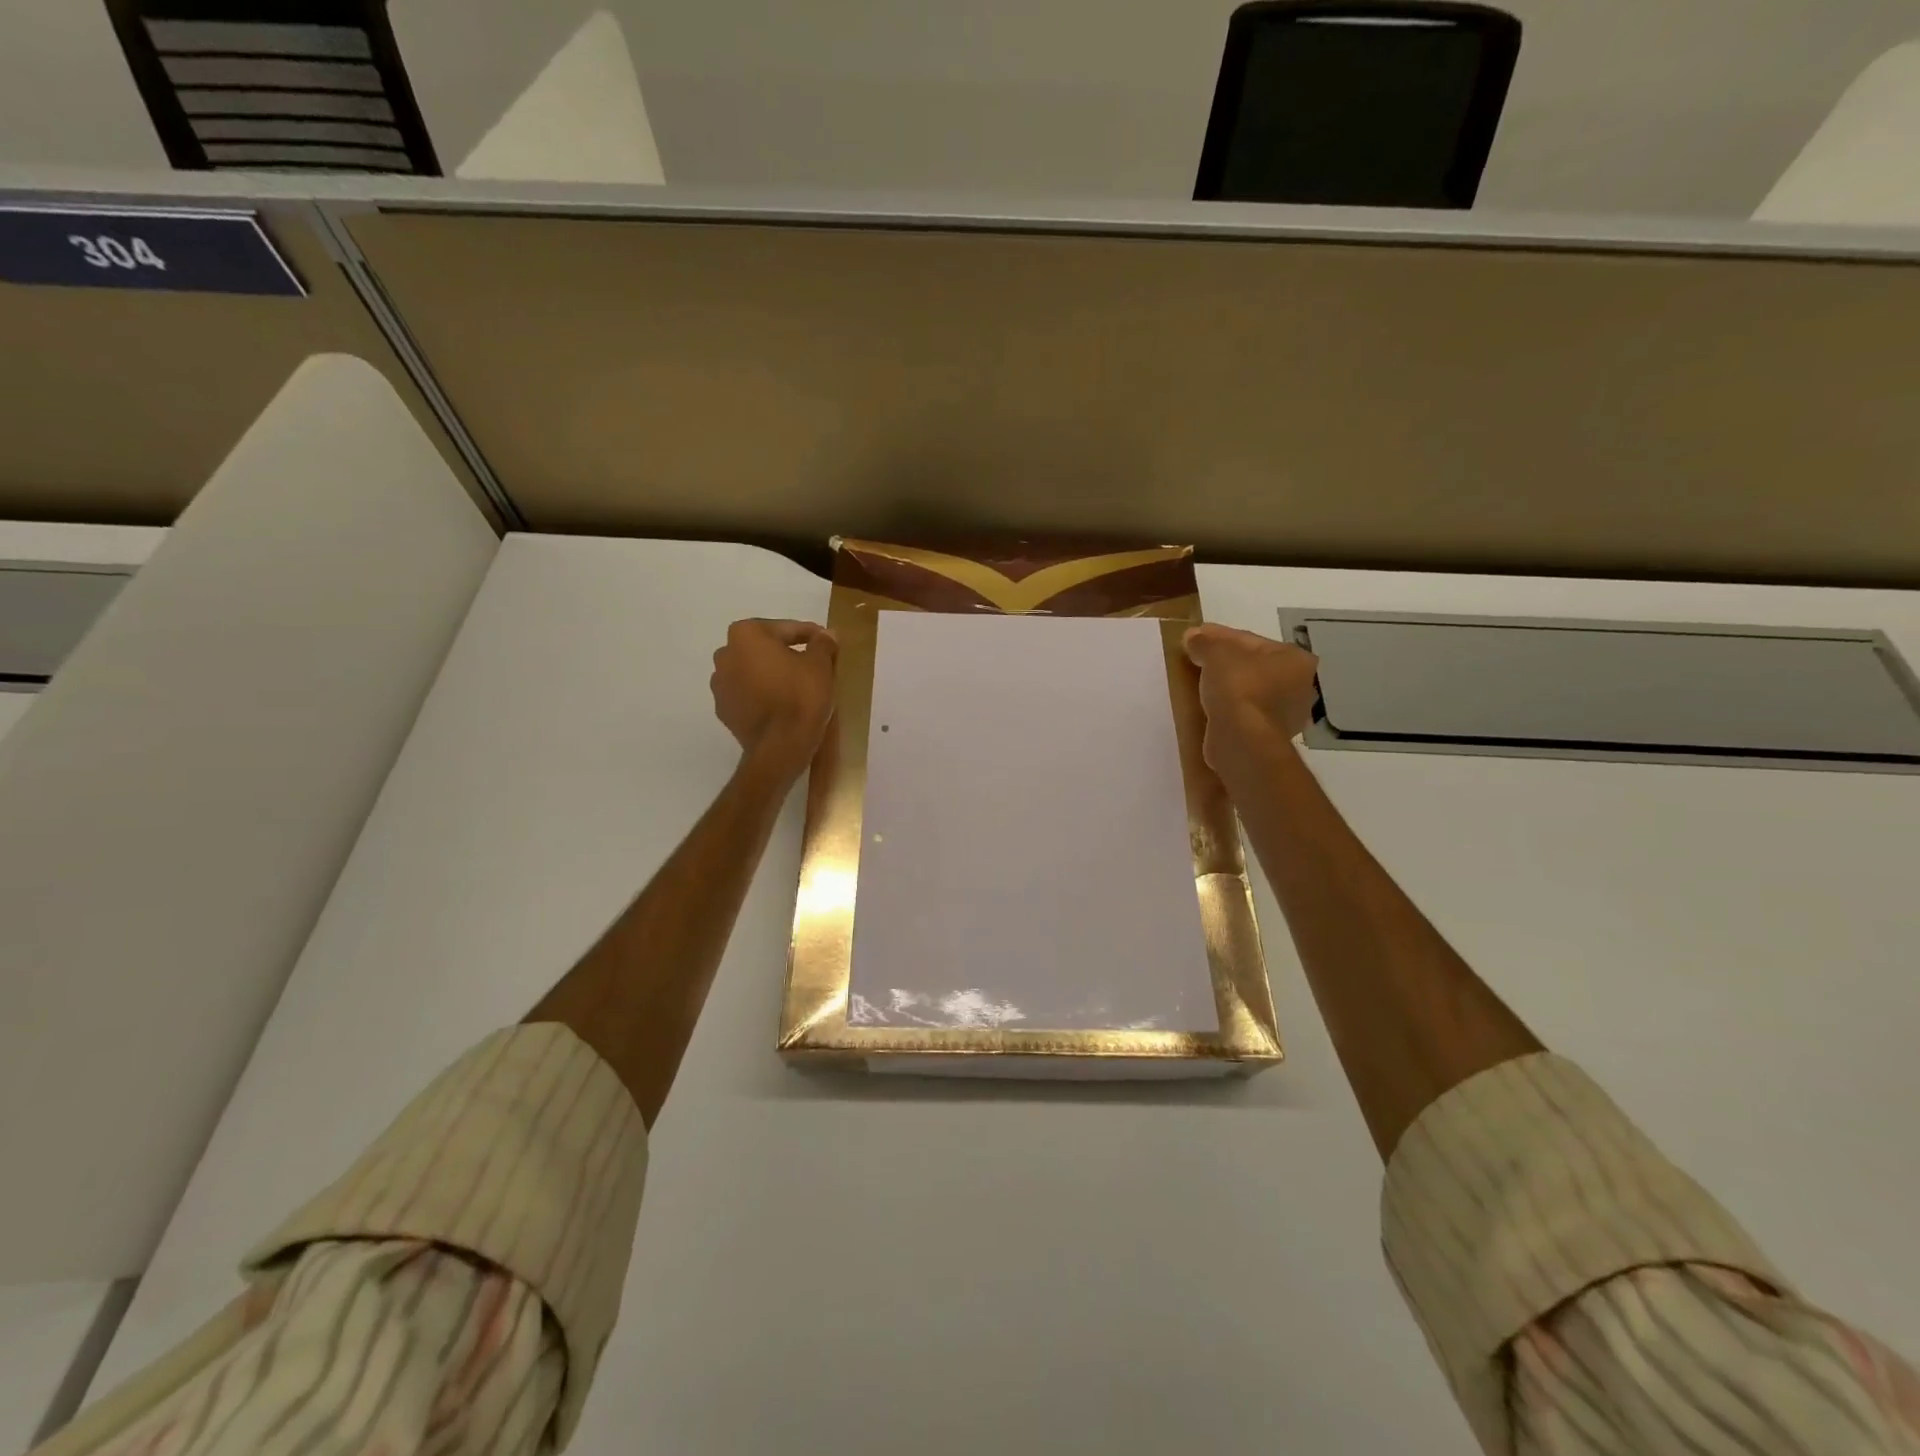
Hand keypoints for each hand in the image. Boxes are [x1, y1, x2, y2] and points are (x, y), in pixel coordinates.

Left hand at [711, 619, 837, 781]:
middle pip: (764, 648)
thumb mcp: (820, 665)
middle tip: (813, 665)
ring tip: (798, 687)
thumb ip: (822, 644)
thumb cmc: (800, 697)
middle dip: (786, 653)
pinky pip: (748, 694)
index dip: (810, 635)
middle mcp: (725, 654)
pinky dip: (764, 694)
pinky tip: (783, 705)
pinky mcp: (724, 711)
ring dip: (773, 674)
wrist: (779, 747)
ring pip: (754, 671)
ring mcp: (720, 685)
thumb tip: (825, 635)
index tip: (827, 644)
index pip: (786, 629)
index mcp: (746, 635)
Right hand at [1182, 624, 1319, 784]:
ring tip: (1197, 680)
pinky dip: (1226, 705)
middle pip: (1252, 665)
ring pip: (1248, 689)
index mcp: (1295, 659)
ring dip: (1225, 684)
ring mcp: (1285, 713)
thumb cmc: (1238, 687)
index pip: (1250, 640)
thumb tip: (1193, 637)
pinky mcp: (1266, 735)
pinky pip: (1243, 711)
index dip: (1218, 635)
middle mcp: (1299, 685)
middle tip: (1196, 657)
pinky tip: (1206, 703)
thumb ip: (1205, 642)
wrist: (1242, 739)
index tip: (1194, 636)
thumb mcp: (1216, 654)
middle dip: (1224, 660)